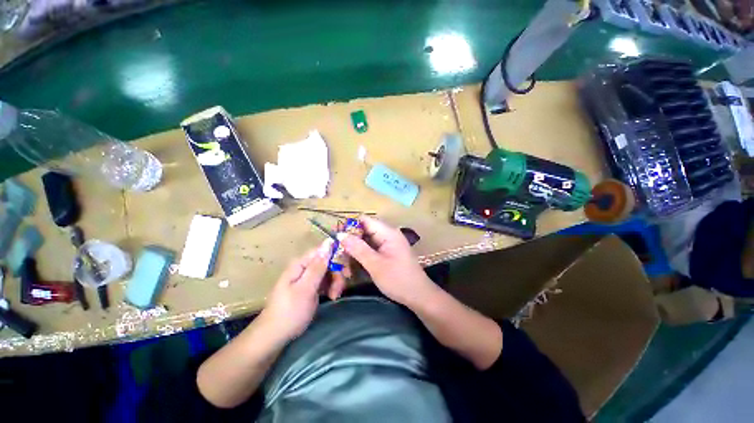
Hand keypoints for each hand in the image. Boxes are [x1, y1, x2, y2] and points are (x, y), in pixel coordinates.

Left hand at [258, 239, 332, 341]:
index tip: (346, 271)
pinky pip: (325, 281)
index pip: (323, 251)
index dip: (337, 257)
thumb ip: (318, 267)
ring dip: (335, 282)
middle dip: (337, 273)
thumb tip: (328, 243)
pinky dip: (331, 287)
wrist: (274, 336)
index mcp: (301, 264)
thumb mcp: (306, 289)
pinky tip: (332, 296)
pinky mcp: (310, 287)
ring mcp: (307, 277)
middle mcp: (304, 267)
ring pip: (328, 271)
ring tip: (335, 296)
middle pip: (327, 261)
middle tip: (340, 289)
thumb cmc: (290, 312)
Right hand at [340, 216, 435, 306]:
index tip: (336, 239)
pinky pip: (372, 248)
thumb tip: (340, 235)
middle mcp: (388, 234)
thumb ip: (358, 248)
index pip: (364, 220)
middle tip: (338, 254)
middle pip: (365, 230)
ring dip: (356, 249)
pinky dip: (363, 254)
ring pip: (367, 240)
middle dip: (351, 240)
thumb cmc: (398, 280)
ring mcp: (389, 243)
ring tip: (344, 262)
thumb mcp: (375, 265)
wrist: (419, 296)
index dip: (349, 226)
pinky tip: (355, 264)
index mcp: (388, 232)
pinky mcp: (389, 252)